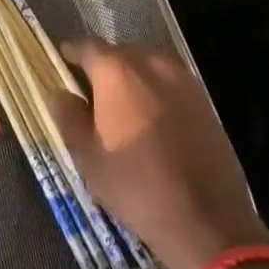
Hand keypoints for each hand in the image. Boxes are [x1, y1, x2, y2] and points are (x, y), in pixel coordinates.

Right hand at [48, 39, 268, 268]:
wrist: (208, 221)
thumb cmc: (138, 187)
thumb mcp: (89, 158)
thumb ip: (69, 117)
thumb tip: (60, 92)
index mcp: (116, 70)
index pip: (86, 47)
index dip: (70, 56)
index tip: (62, 69)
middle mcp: (150, 61)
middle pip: (118, 53)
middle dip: (103, 69)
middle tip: (91, 97)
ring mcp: (182, 77)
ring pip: (146, 66)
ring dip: (131, 80)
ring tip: (122, 111)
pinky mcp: (203, 98)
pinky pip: (168, 82)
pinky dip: (155, 93)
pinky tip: (151, 123)